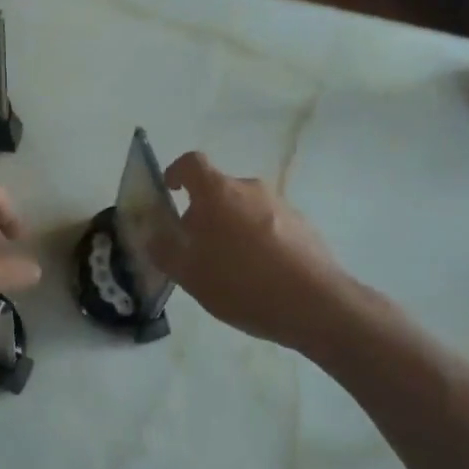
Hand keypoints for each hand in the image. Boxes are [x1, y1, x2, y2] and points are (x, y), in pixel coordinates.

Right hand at [149, 151, 359, 351]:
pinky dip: (258, 241)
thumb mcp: (190, 275)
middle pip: (219, 190)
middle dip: (203, 213)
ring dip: (232, 228)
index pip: (191, 163)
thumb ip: (165, 251)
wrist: (315, 304)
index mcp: (218, 193)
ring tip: (230, 268)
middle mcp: (250, 189)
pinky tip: (260, 277)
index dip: (176, 172)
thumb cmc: (241, 284)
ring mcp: (281, 205)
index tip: (170, 191)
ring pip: (245, 209)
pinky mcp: (304, 226)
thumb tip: (153, 236)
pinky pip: (270, 225)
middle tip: (196, 248)